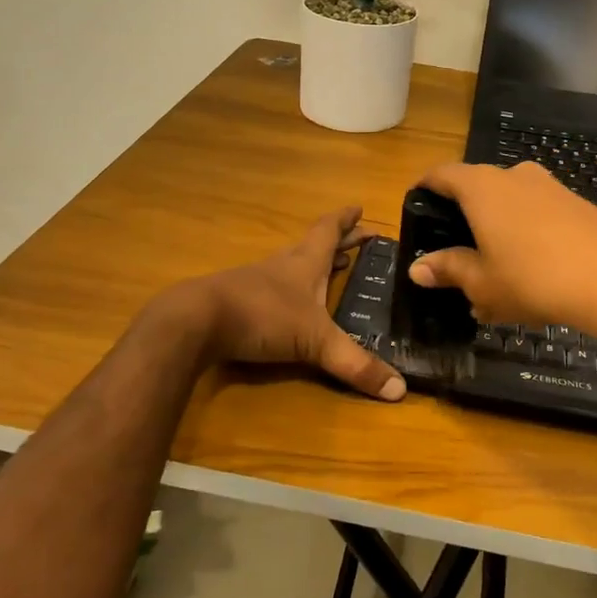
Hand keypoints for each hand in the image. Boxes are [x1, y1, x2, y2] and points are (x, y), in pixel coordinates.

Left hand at [171, 207, 404, 401]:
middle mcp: (283, 265)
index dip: (346, 220)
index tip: (359, 207)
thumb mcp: (315, 341)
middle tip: (360, 238)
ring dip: (315, 265)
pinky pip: (274, 290)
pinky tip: (292, 306)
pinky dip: (292, 291)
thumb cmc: (262, 316)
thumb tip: (400, 390)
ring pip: (293, 266)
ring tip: (334, 269)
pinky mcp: (238, 302)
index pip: (329, 231)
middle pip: (314, 245)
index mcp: (305, 262)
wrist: (197, 321)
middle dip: (339, 242)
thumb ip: (355, 364)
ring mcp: (257, 282)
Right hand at [406, 163, 596, 337]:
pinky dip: (527, 237)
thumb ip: (448, 269)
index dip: (425, 189)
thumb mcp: (482, 283)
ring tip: (496, 278)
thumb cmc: (533, 278)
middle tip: (457, 259)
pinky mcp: (578, 204)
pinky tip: (533, 277)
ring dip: (498, 233)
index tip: (417, 209)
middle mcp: (514, 176)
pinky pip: (539, 215)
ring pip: (511, 205)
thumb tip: (417, 268)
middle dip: (464, 221)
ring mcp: (550, 187)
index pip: (441, 174)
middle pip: (477, 189)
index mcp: (482, 187)